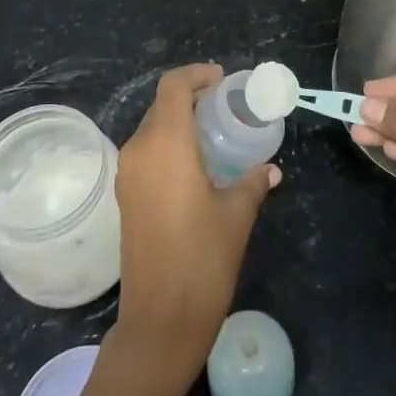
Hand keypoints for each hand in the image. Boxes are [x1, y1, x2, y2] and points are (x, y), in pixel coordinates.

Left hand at [110, 64, 280, 387]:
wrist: (160, 320)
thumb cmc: (203, 259)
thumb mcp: (236, 215)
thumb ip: (253, 182)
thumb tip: (269, 169)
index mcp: (165, 144)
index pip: (173, 87)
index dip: (196, 75)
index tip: (223, 81)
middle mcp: (139, 150)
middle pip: (161, 105)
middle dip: (192, 98)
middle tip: (226, 107)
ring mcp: (128, 174)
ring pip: (152, 129)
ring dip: (180, 123)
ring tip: (215, 135)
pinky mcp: (126, 196)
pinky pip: (147, 153)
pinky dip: (169, 146)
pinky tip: (197, 165)